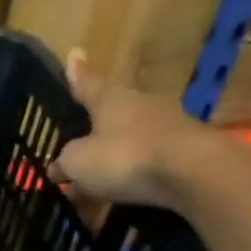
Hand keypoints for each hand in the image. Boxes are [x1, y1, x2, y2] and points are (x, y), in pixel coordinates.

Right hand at [52, 51, 250, 211]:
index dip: (76, 73)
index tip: (74, 53)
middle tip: (76, 147)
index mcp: (110, 99)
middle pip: (111, 114)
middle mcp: (140, 105)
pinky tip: (120, 197)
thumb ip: (64, 162)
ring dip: (112, 160)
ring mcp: (167, 126)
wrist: (193, 173)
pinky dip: (132, 178)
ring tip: (94, 185)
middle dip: (94, 130)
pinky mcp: (186, 151)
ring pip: (129, 142)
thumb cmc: (124, 157)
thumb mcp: (78, 162)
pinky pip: (147, 164)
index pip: (87, 83)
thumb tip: (57, 166)